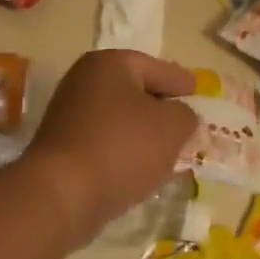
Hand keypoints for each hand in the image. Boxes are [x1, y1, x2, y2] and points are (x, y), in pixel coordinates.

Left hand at [22, 50, 198, 242]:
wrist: (61, 195)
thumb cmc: (122, 148)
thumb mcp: (172, 127)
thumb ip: (185, 115)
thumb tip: (179, 116)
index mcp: (110, 63)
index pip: (157, 68)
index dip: (181, 82)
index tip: (198, 92)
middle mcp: (84, 80)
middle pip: (135, 91)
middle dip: (161, 108)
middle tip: (186, 123)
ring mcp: (68, 114)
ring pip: (120, 119)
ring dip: (142, 133)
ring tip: (167, 151)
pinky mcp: (62, 147)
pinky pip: (104, 142)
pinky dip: (123, 151)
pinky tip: (139, 170)